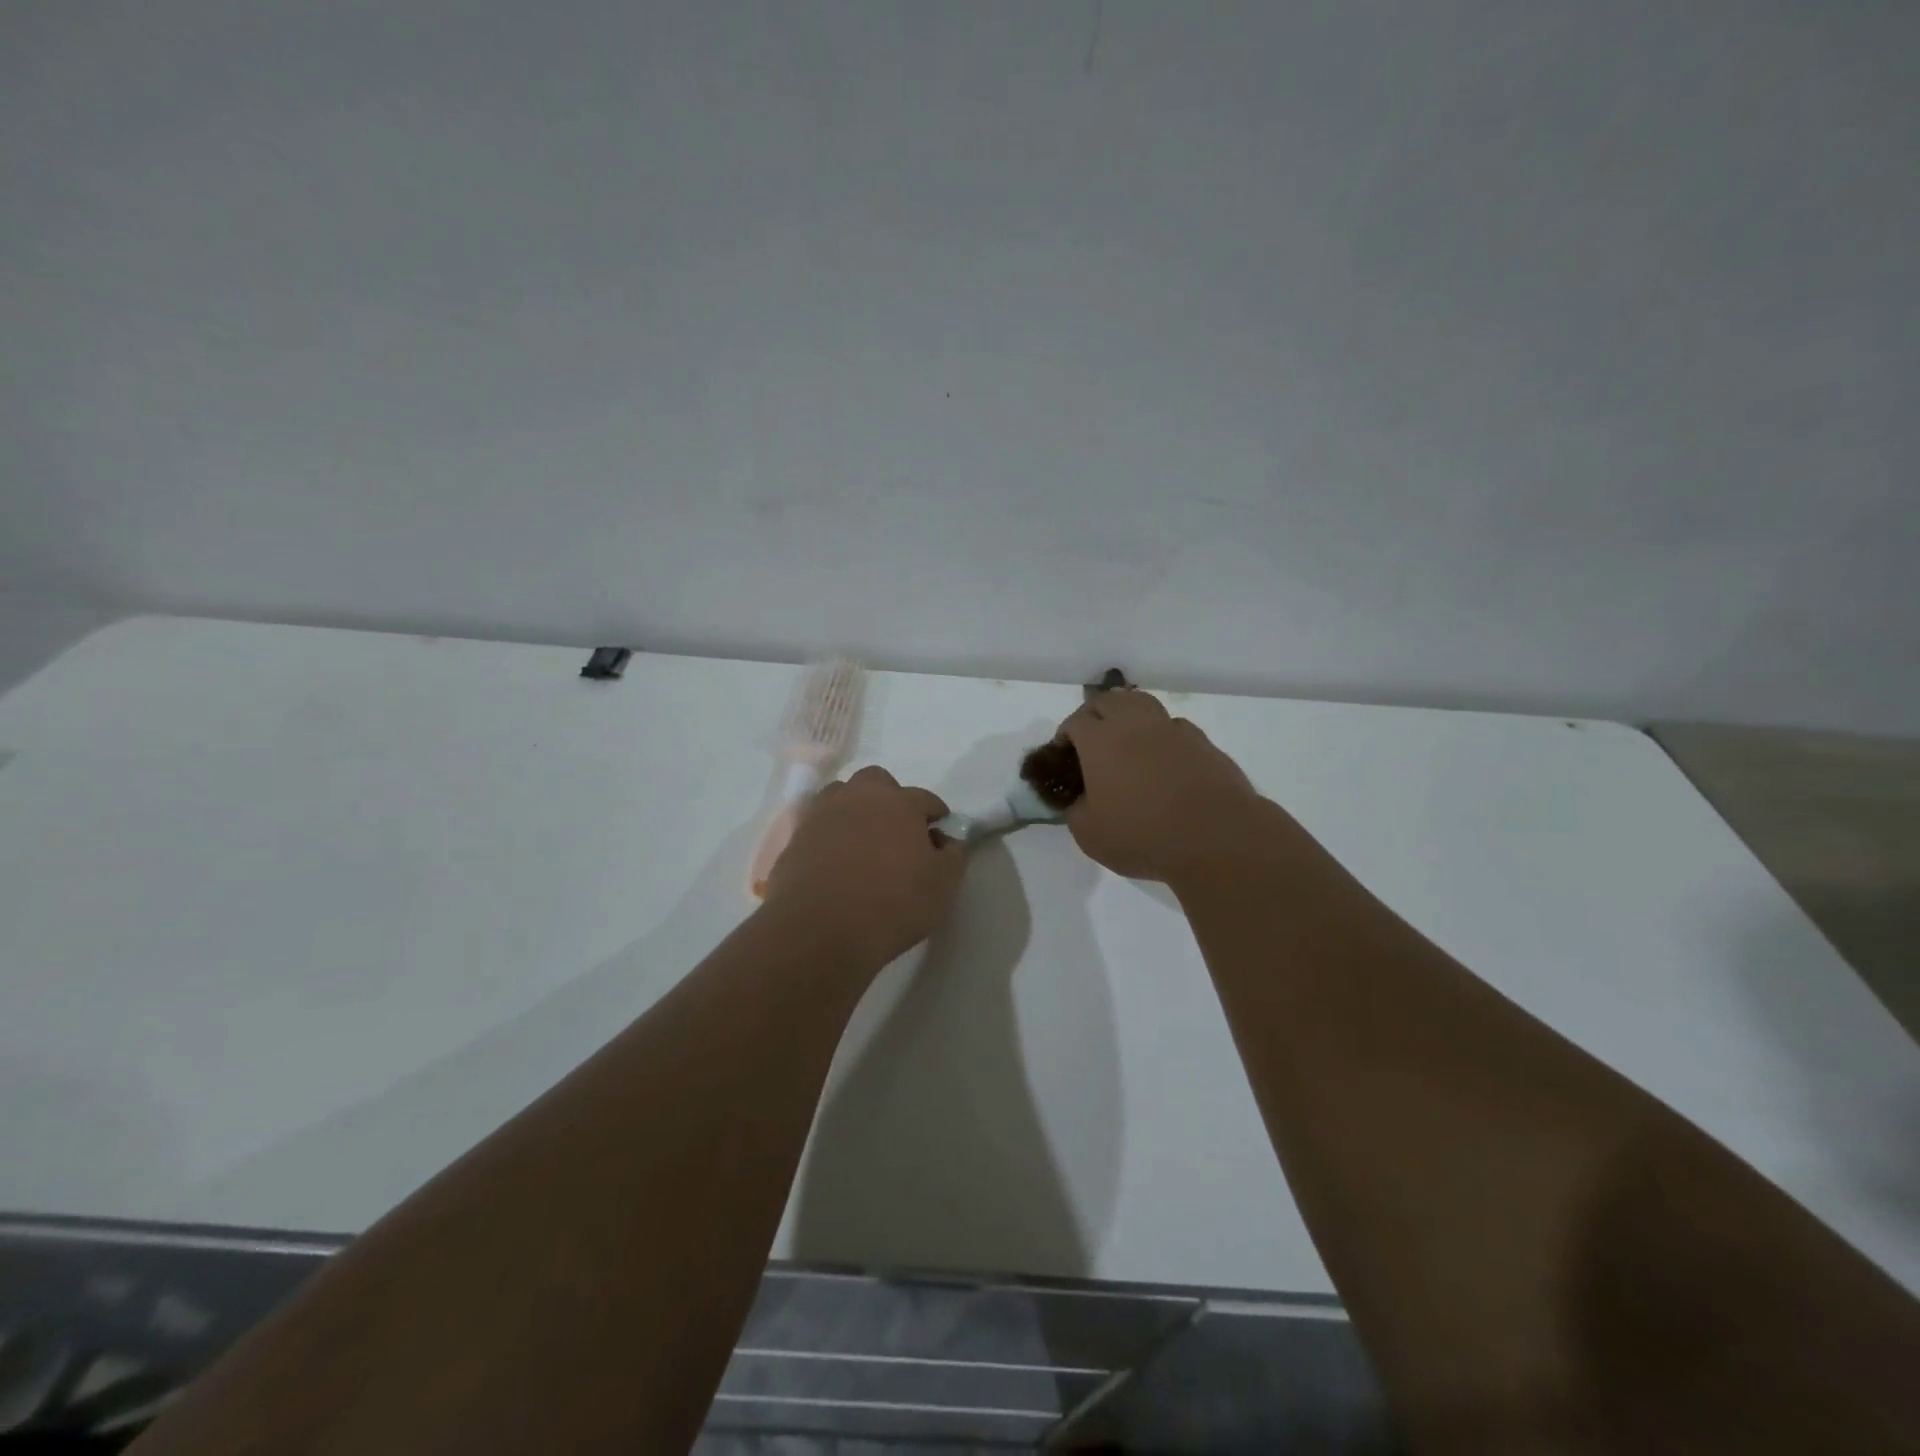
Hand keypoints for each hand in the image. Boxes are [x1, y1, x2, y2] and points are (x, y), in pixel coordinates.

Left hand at [761, 766, 965, 968]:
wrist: (820, 928)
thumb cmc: (893, 903)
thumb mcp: (943, 884)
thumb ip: (952, 855)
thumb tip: (944, 840)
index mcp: (899, 803)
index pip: (924, 798)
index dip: (935, 813)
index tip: (939, 830)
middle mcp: (859, 798)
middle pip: (876, 781)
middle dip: (890, 797)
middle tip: (898, 828)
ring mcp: (822, 815)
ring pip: (841, 795)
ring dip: (855, 808)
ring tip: (863, 838)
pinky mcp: (796, 839)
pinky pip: (818, 825)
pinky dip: (829, 834)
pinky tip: (835, 859)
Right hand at [1056, 689, 1270, 883]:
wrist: (1216, 837)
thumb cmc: (1143, 836)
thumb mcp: (1090, 836)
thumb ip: (1076, 812)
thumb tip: (1080, 801)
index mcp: (1100, 741)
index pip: (1075, 722)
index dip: (1065, 735)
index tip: (1063, 754)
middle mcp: (1134, 725)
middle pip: (1108, 700)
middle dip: (1093, 714)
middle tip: (1090, 739)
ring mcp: (1171, 730)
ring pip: (1142, 703)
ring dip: (1127, 713)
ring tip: (1125, 737)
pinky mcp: (1202, 742)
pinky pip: (1173, 725)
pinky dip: (1160, 733)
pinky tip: (1161, 756)